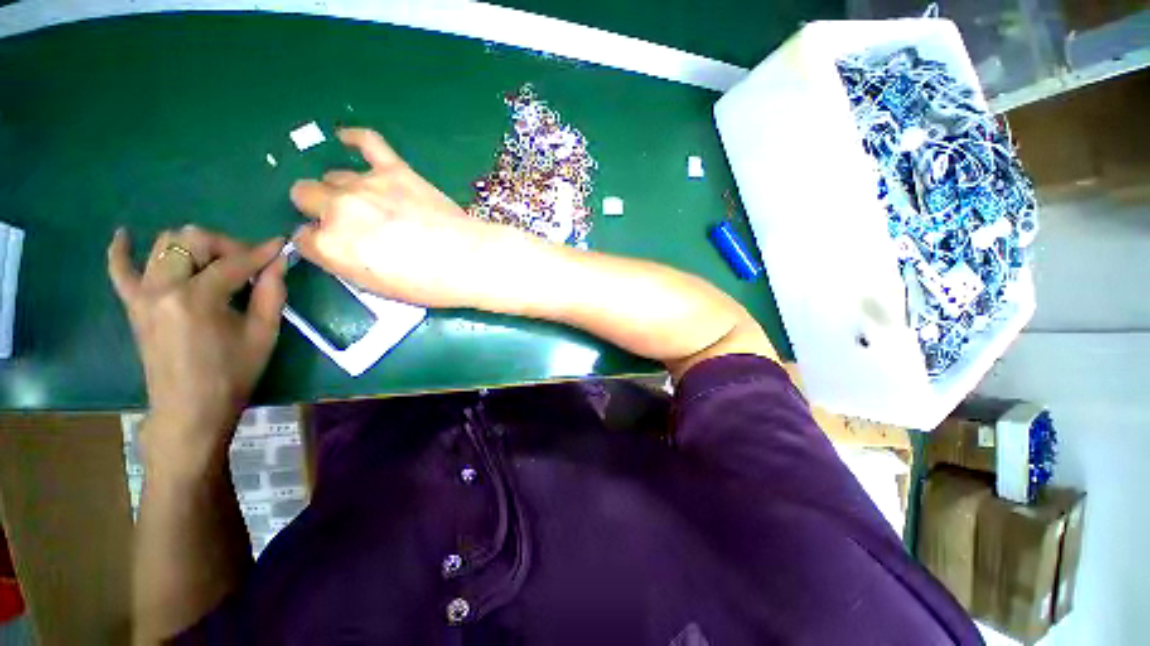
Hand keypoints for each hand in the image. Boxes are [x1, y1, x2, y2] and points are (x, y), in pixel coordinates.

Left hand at [107, 226, 286, 468]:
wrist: (190, 408)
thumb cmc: (232, 374)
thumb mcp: (263, 334)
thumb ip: (271, 293)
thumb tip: (279, 262)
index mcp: (197, 298)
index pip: (233, 262)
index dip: (262, 253)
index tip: (280, 246)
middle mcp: (163, 288)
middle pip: (192, 240)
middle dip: (226, 245)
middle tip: (248, 264)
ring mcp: (142, 295)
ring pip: (163, 245)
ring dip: (193, 246)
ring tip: (214, 263)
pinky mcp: (133, 305)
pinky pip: (119, 270)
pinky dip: (121, 250)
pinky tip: (125, 235)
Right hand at [289, 127, 506, 307]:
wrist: (468, 261)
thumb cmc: (427, 284)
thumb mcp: (376, 287)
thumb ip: (345, 261)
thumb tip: (335, 243)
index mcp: (330, 246)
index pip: (303, 237)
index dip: (319, 241)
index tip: (337, 245)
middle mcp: (337, 209)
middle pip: (305, 195)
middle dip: (319, 209)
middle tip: (350, 222)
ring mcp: (366, 185)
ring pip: (333, 175)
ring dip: (343, 188)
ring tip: (368, 202)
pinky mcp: (396, 170)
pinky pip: (368, 142)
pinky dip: (356, 139)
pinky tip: (347, 139)